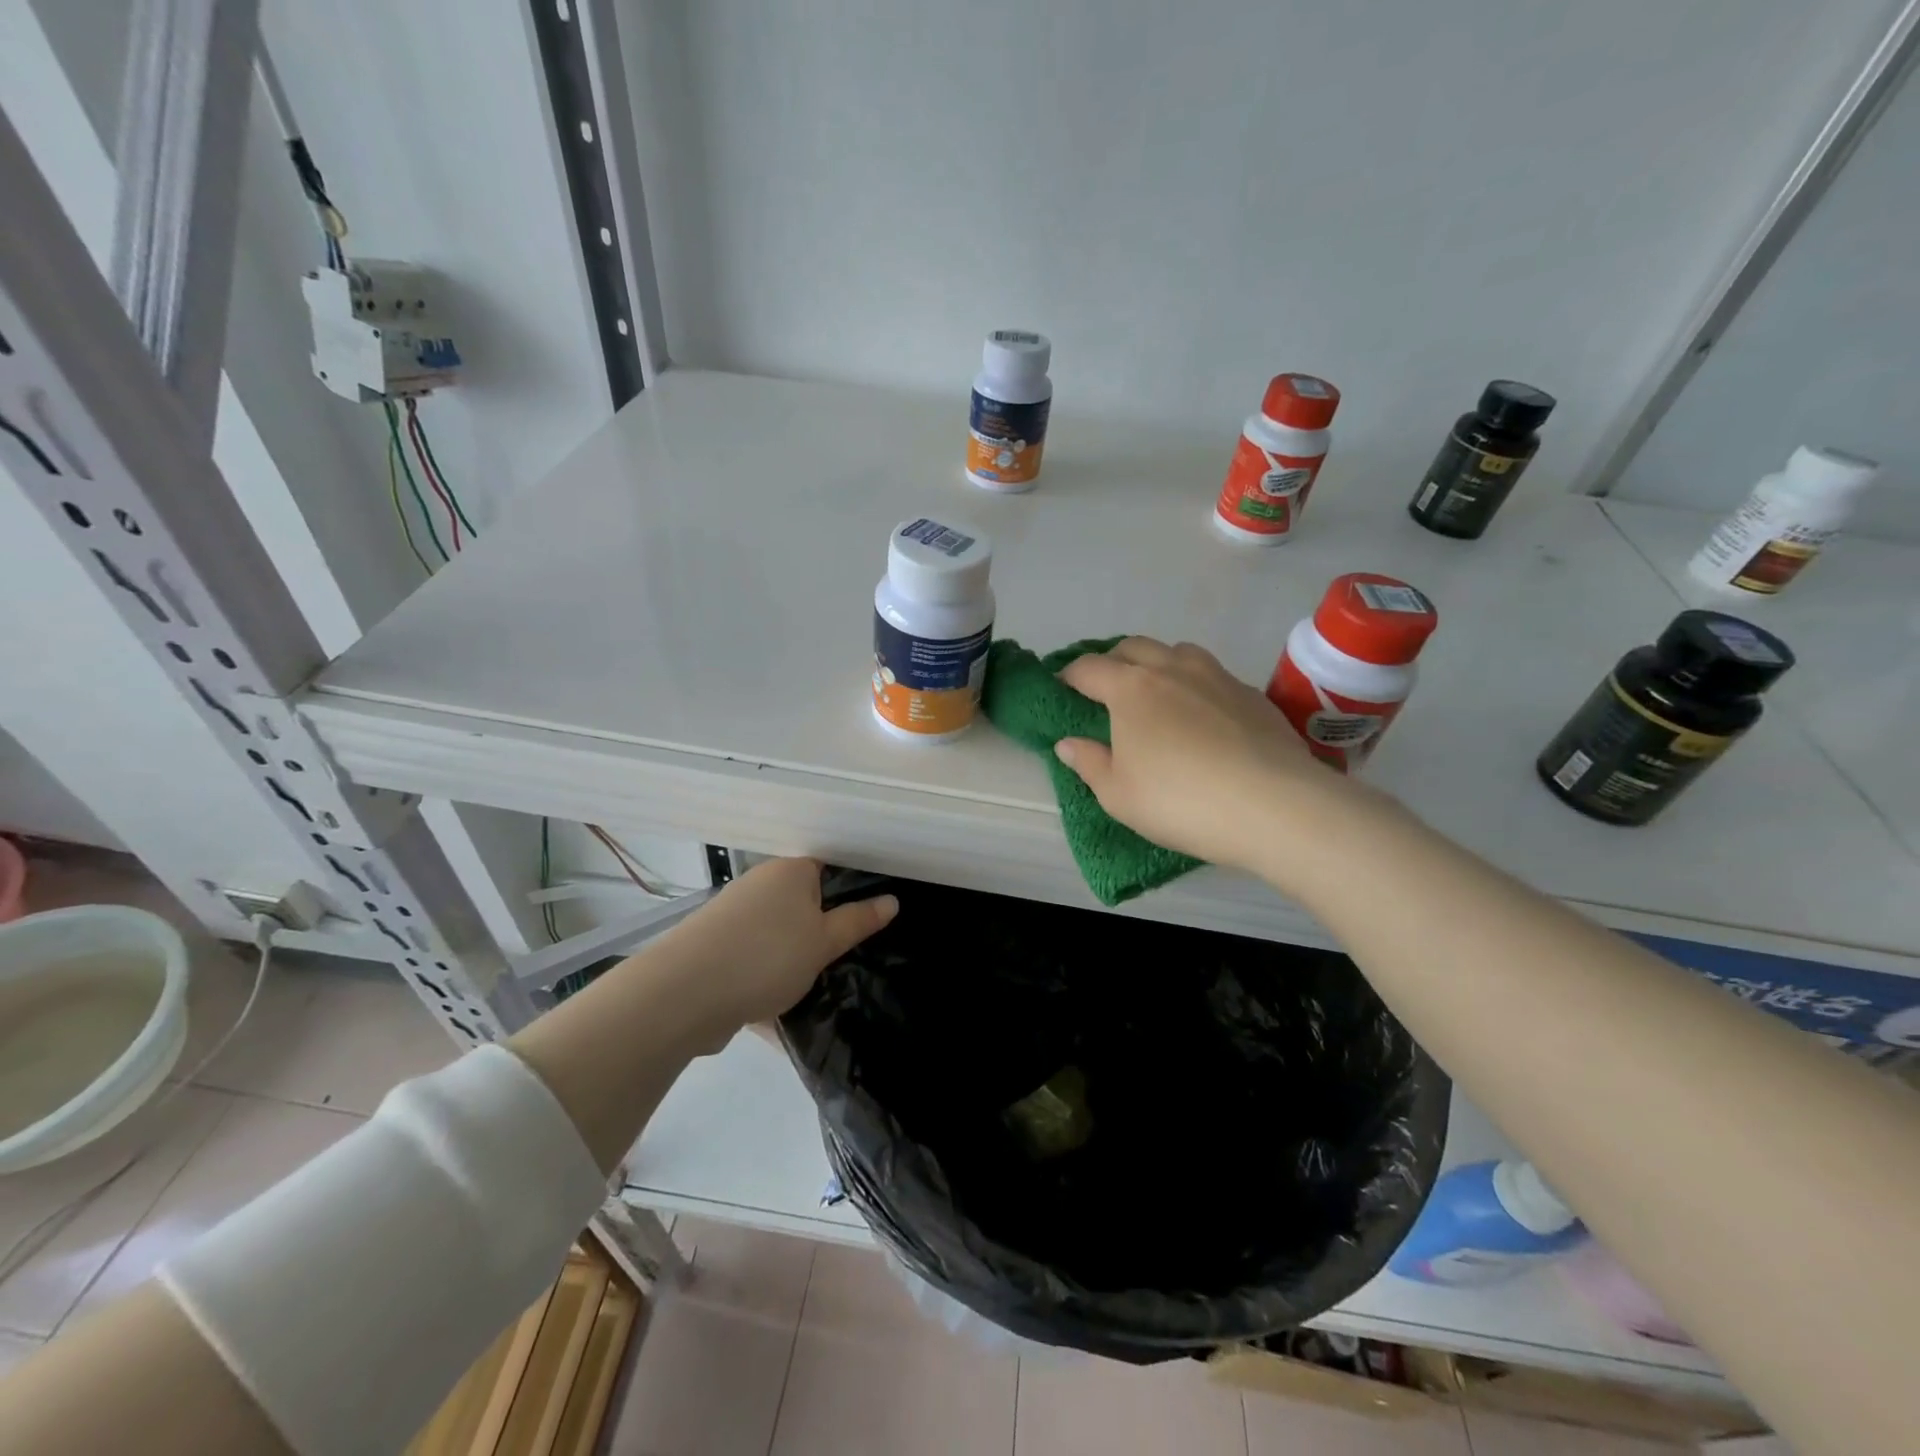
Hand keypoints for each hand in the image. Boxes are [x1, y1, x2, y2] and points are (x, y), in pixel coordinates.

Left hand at [664, 858, 896, 1038]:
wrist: (683, 994)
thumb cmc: (767, 956)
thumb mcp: (824, 942)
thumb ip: (858, 921)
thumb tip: (892, 900)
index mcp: (790, 871)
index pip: (829, 866)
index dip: (851, 888)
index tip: (870, 917)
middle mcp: (760, 884)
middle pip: (803, 901)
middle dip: (822, 928)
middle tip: (847, 956)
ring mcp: (733, 915)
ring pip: (778, 932)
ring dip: (794, 955)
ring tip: (816, 984)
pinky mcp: (715, 947)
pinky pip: (754, 956)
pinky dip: (767, 974)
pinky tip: (778, 1003)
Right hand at [1054, 637, 1377, 875]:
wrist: (1274, 807)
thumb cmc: (1180, 801)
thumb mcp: (1118, 795)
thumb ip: (1089, 763)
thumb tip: (1068, 742)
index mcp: (1130, 689)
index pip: (1088, 668)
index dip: (1069, 676)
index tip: (1062, 689)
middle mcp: (1172, 669)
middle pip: (1132, 647)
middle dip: (1112, 662)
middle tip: (1105, 690)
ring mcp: (1217, 676)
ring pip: (1178, 652)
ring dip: (1158, 664)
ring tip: (1157, 694)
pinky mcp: (1252, 693)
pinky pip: (1213, 675)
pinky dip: (1196, 685)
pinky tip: (1204, 717)